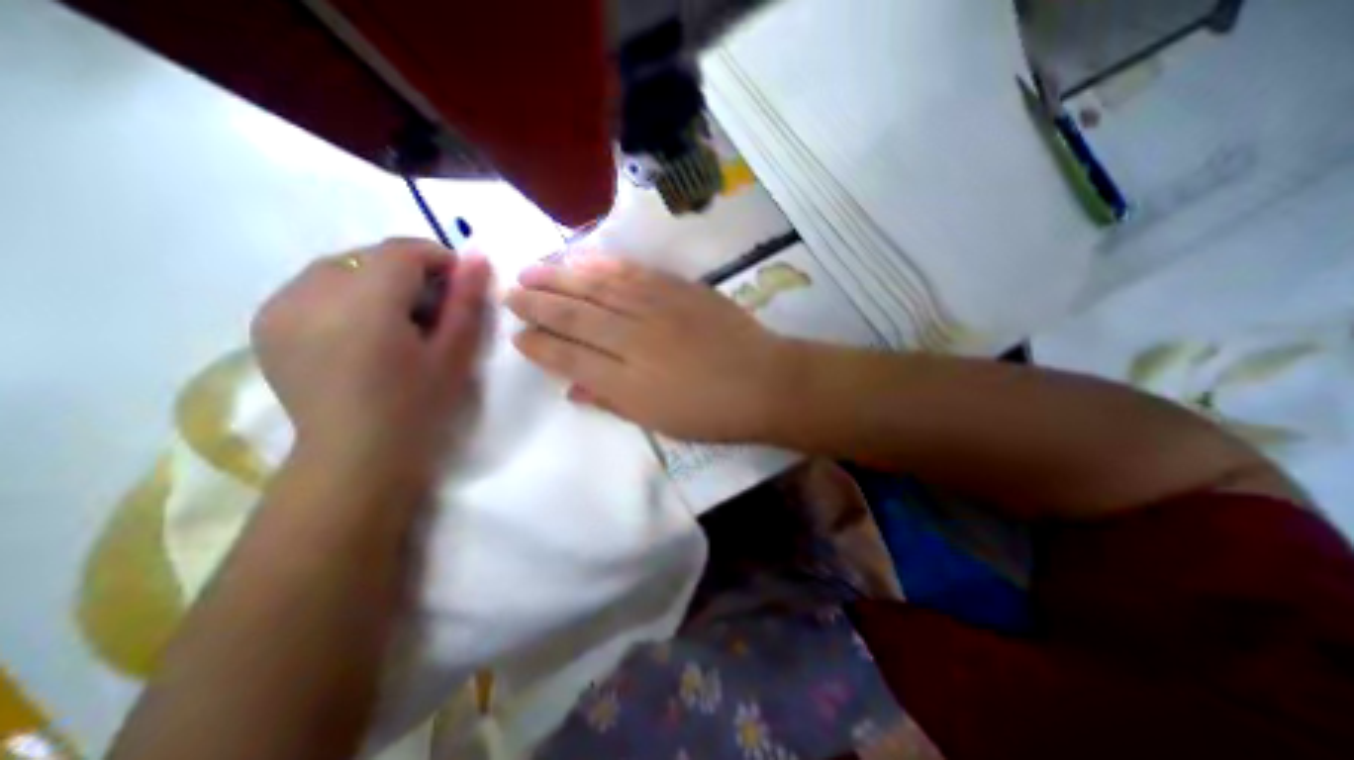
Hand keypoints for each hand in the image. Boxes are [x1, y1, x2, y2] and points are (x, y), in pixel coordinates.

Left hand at [250, 237, 496, 476]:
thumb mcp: (455, 354)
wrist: (356, 456)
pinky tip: (362, 331)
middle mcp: (311, 294)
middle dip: (408, 272)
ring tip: (397, 322)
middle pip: (369, 256)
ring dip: (376, 282)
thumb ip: (466, 302)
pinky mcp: (265, 324)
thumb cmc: (417, 406)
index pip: (402, 251)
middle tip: (431, 311)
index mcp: (365, 304)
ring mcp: (279, 308)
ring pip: (340, 268)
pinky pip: (313, 287)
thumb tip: (477, 257)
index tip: (458, 286)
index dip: (437, 259)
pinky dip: (346, 295)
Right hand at [500, 256, 794, 441]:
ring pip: (597, 288)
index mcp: (627, 383)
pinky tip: (581, 259)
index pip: (569, 358)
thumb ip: (612, 402)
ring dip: (560, 277)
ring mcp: (657, 310)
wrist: (765, 383)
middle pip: (575, 317)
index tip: (517, 336)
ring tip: (531, 269)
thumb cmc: (712, 413)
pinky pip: (632, 273)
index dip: (539, 346)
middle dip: (537, 304)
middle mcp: (634, 341)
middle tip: (511, 294)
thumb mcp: (659, 422)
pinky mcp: (679, 290)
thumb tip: (572, 389)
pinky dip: (602, 265)